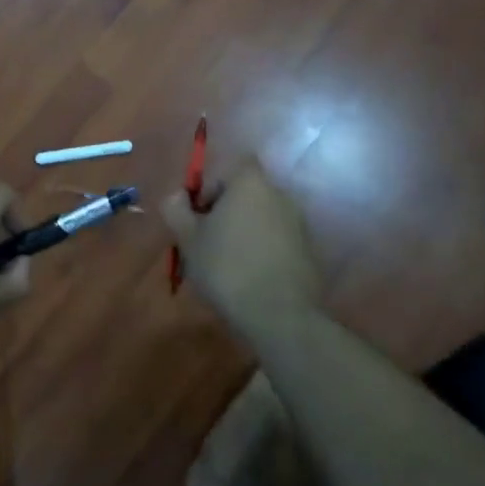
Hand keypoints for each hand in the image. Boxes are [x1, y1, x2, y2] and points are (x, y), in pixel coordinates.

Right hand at [161, 161, 321, 348]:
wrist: (280, 316)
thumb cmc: (227, 267)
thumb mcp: (188, 239)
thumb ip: (176, 209)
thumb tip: (177, 196)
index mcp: (250, 183)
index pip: (227, 169)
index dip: (210, 188)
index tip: (198, 217)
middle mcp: (278, 194)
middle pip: (244, 194)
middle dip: (225, 213)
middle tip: (207, 243)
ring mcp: (298, 223)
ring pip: (260, 218)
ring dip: (244, 233)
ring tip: (227, 265)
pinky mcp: (308, 251)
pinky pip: (277, 240)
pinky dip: (263, 251)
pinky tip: (250, 278)